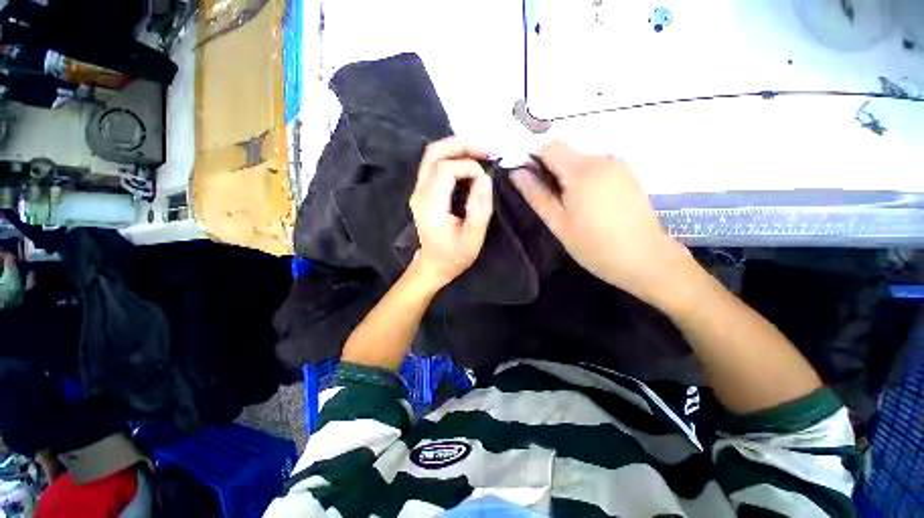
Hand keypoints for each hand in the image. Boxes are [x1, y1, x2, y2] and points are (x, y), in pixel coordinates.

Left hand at [409, 138, 492, 289]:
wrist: (434, 264)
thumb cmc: (454, 256)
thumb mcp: (473, 238)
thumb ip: (480, 208)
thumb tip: (484, 177)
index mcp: (430, 205)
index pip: (445, 169)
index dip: (469, 167)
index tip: (485, 180)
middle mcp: (420, 193)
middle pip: (434, 153)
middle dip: (461, 145)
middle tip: (486, 149)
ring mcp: (418, 190)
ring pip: (432, 155)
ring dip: (457, 148)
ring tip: (481, 153)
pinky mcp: (423, 191)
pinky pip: (435, 165)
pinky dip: (453, 157)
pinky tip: (470, 163)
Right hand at [511, 142, 687, 303]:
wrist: (645, 258)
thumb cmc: (594, 245)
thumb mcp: (558, 222)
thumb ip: (536, 194)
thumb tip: (517, 172)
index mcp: (581, 171)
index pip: (548, 147)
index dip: (532, 158)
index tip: (525, 178)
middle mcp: (602, 158)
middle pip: (565, 152)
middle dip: (549, 169)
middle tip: (547, 199)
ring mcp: (618, 165)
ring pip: (581, 160)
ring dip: (567, 175)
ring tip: (568, 205)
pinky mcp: (627, 174)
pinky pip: (597, 167)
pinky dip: (584, 178)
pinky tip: (587, 203)